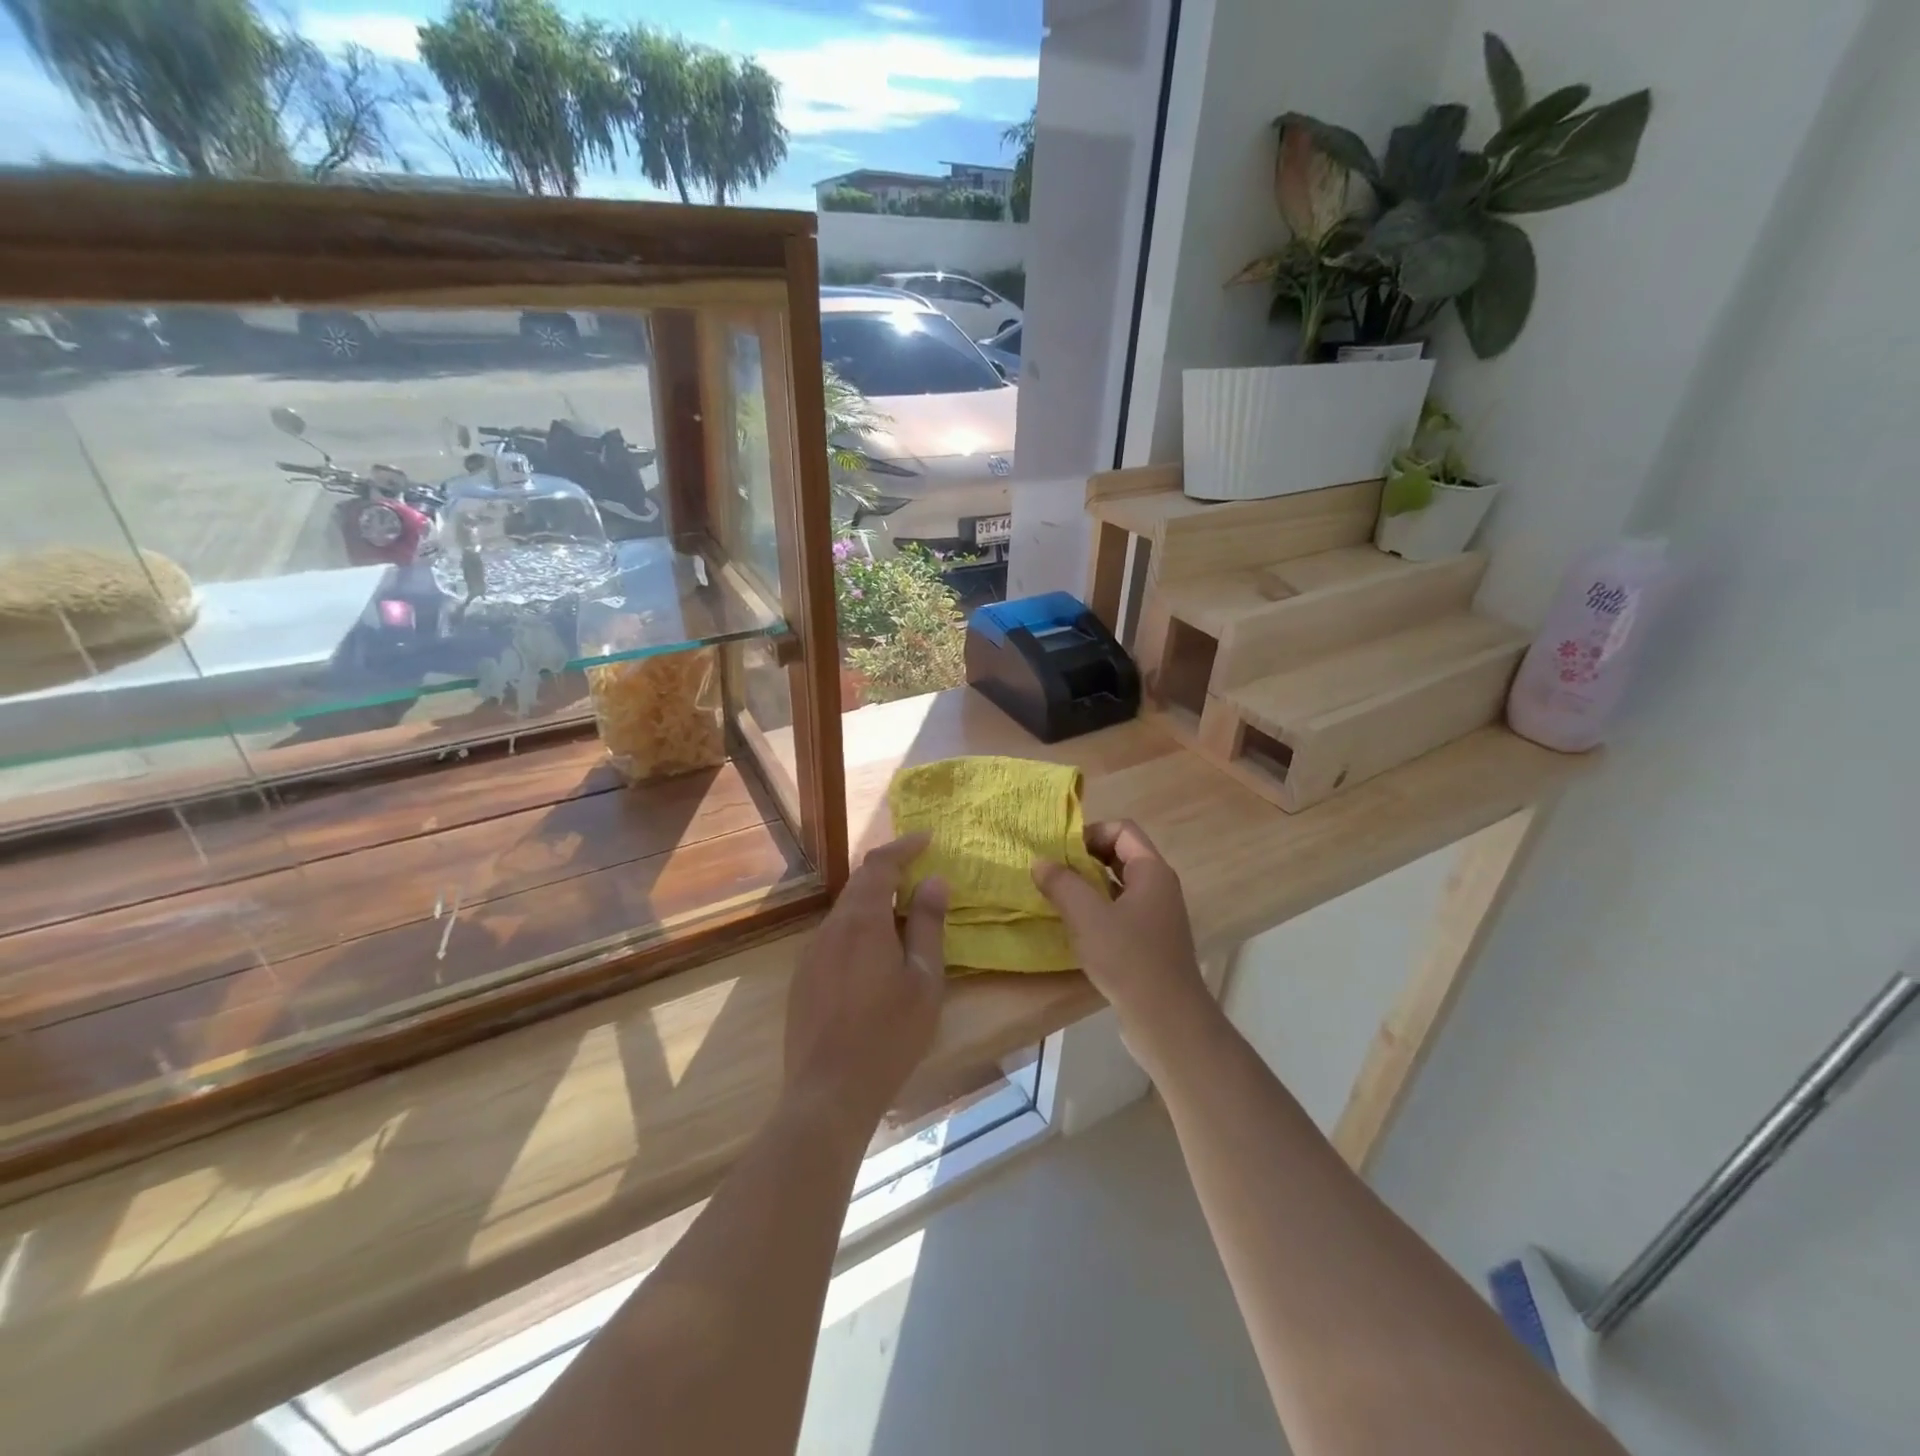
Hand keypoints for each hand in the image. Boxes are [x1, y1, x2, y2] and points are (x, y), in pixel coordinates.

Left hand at [784, 834, 948, 1130]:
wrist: (828, 1092)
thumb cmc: (889, 1035)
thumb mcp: (924, 980)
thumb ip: (929, 926)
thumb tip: (935, 881)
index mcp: (862, 921)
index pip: (880, 864)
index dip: (903, 846)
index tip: (927, 838)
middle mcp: (831, 927)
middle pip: (859, 883)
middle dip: (889, 871)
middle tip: (919, 872)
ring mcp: (812, 952)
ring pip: (846, 911)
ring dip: (874, 902)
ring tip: (904, 914)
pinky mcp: (804, 977)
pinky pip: (835, 936)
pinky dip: (859, 928)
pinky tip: (876, 955)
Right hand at [1032, 820, 1213, 1062]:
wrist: (1167, 1019)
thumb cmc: (1128, 959)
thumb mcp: (1087, 917)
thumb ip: (1062, 884)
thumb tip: (1040, 862)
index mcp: (1152, 871)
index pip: (1122, 830)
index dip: (1091, 833)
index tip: (1061, 852)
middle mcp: (1160, 887)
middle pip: (1122, 854)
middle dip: (1086, 858)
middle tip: (1054, 873)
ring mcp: (1158, 915)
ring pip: (1120, 885)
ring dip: (1090, 885)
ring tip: (1059, 898)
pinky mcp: (1152, 941)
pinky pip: (1123, 911)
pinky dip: (1099, 910)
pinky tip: (1077, 928)